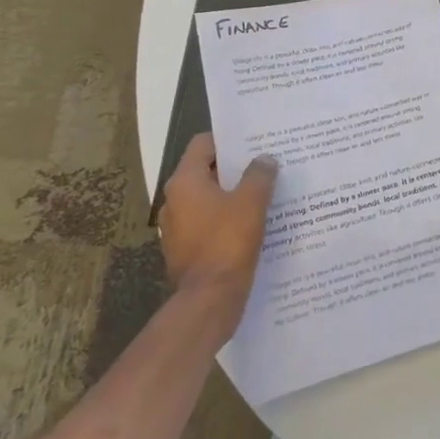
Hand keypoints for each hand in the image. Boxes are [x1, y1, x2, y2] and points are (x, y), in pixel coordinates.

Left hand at [156, 134, 277, 338]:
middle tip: (266, 163)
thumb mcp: (251, 202)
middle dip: (235, 168)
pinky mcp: (185, 249)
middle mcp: (174, 201)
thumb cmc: (227, 242)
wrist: (209, 299)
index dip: (229, 139)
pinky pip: (208, 222)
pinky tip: (253, 222)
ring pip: (208, 198)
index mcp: (185, 182)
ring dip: (232, 194)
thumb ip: (259, 174)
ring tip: (264, 192)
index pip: (203, 144)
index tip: (254, 140)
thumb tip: (264, 159)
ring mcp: (177, 227)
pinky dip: (226, 218)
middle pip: (206, 171)